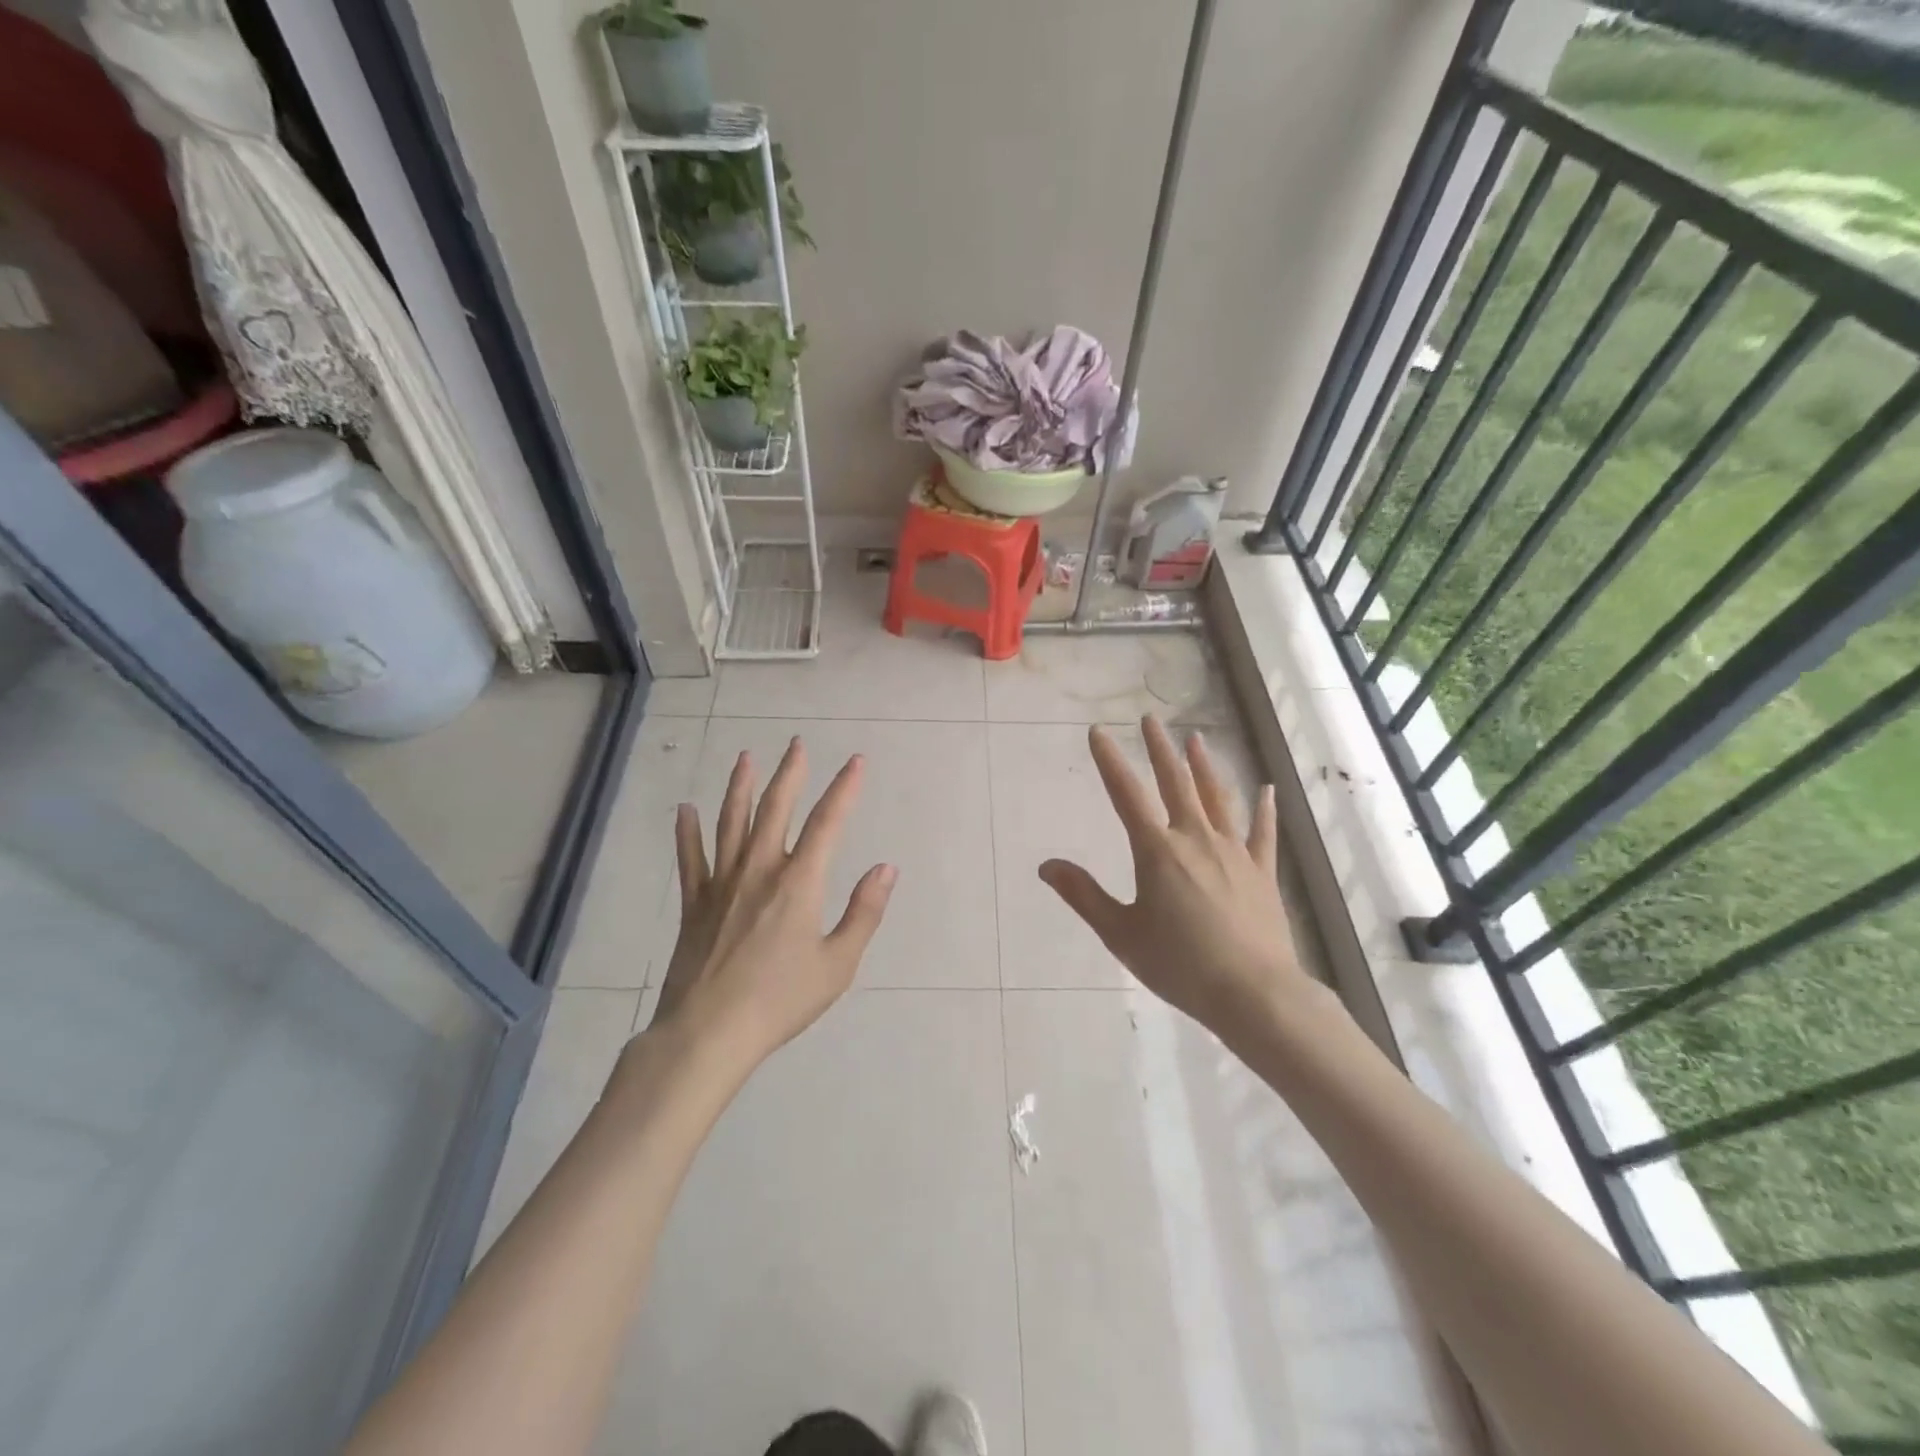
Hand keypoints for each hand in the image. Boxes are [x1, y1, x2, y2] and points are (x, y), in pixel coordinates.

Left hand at [651, 738, 895, 1070]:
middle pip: (776, 809)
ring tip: (745, 757)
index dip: (845, 788)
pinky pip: (691, 859)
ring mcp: (722, 884)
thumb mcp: (838, 964)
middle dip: (790, 773)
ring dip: (740, 787)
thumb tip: (886, 868)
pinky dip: (687, 832)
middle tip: (796, 743)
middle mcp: (760, 871)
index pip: (828, 823)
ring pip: (731, 823)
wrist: (708, 1033)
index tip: (856, 761)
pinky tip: (684, 810)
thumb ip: (864, 912)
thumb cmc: (781, 1000)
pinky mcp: (695, 904)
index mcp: (799, 883)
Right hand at [1038, 716, 1308, 1040]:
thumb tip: (1046, 865)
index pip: (1126, 795)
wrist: (1253, 993)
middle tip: (1150, 720)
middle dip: (1159, 749)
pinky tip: (1267, 788)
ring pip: (1217, 797)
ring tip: (1196, 739)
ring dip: (1204, 766)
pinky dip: (1264, 808)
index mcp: (1157, 851)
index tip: (1099, 732)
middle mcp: (1195, 839)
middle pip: (1176, 783)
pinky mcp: (1262, 871)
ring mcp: (1233, 852)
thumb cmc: (1179, 964)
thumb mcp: (1120, 933)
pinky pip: (1262, 832)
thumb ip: (1084, 895)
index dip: (1110, 761)